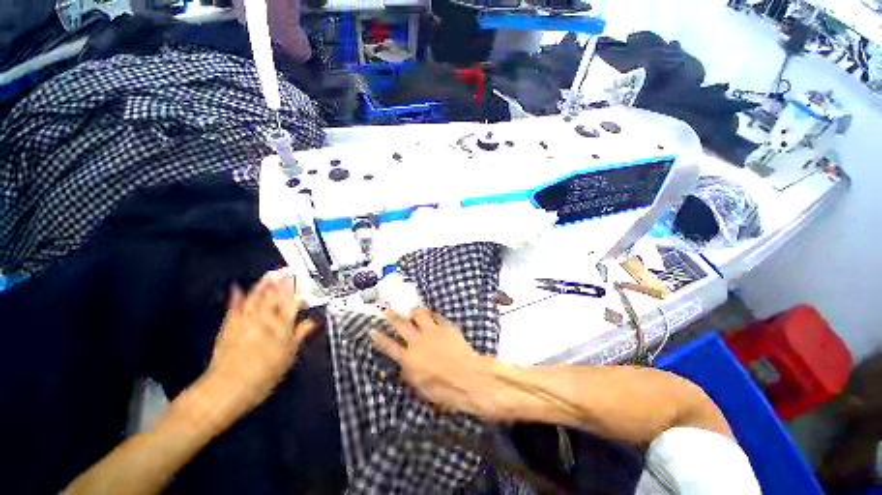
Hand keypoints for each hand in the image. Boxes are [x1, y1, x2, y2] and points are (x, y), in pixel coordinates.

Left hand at [196, 271, 316, 424]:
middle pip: (275, 297)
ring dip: (263, 285)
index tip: (304, 281)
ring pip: (256, 298)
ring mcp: (244, 321)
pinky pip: (233, 308)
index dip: (299, 291)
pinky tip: (237, 288)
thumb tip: (312, 322)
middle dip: (282, 283)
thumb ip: (300, 336)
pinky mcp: (228, 326)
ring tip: (270, 274)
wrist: (226, 389)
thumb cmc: (263, 376)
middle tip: (287, 270)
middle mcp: (264, 320)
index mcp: (281, 326)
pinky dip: (236, 297)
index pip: (293, 303)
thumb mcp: (288, 357)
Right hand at [371, 308, 507, 419]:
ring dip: (414, 312)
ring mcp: (432, 331)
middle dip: (392, 317)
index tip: (372, 330)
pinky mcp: (446, 326)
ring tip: (412, 311)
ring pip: (418, 314)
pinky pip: (437, 316)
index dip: (379, 338)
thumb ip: (409, 373)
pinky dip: (433, 315)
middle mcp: (417, 340)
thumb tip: (402, 367)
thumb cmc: (443, 389)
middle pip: (401, 324)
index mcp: (409, 358)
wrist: (468, 377)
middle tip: (387, 311)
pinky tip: (432, 315)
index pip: (388, 346)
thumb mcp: (421, 387)